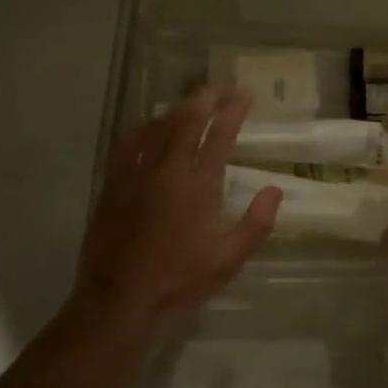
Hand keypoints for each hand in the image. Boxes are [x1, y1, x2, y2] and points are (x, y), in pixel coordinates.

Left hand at [70, 87, 281, 329]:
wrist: (118, 301)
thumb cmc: (178, 283)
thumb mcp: (227, 262)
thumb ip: (255, 225)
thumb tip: (274, 190)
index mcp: (198, 187)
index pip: (220, 136)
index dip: (233, 111)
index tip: (245, 96)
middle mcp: (167, 171)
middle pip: (188, 120)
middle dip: (208, 98)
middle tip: (222, 87)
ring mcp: (136, 174)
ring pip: (158, 126)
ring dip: (179, 108)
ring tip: (194, 101)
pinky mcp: (113, 183)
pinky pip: (129, 142)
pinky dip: (146, 127)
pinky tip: (153, 125)